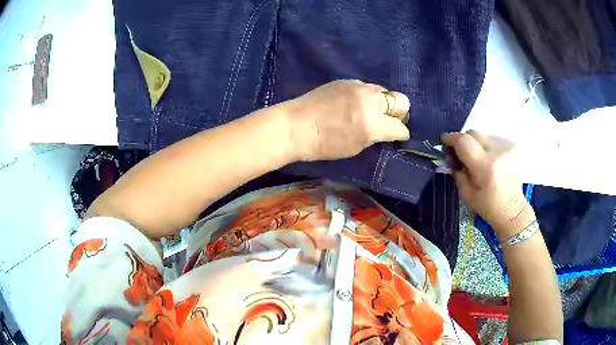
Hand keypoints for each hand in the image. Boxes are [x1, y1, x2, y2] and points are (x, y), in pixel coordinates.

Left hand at [281, 80, 409, 160]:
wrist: (296, 126)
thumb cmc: (324, 145)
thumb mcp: (355, 147)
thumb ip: (376, 135)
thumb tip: (387, 129)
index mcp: (373, 124)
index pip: (400, 127)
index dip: (400, 133)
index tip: (397, 136)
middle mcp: (370, 101)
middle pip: (401, 100)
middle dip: (399, 112)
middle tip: (388, 120)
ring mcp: (358, 87)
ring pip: (384, 90)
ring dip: (382, 102)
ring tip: (369, 110)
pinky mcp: (347, 80)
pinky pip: (366, 86)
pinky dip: (366, 95)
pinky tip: (353, 103)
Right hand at [442, 130, 535, 238]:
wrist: (512, 209)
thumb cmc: (488, 206)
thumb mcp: (467, 194)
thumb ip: (457, 172)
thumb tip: (450, 156)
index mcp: (485, 166)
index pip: (464, 141)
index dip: (451, 138)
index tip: (444, 140)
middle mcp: (497, 152)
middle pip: (474, 133)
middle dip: (463, 140)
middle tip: (459, 152)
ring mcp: (506, 148)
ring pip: (483, 135)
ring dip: (475, 144)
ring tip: (476, 159)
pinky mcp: (511, 147)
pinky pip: (493, 139)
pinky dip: (486, 146)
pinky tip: (488, 160)